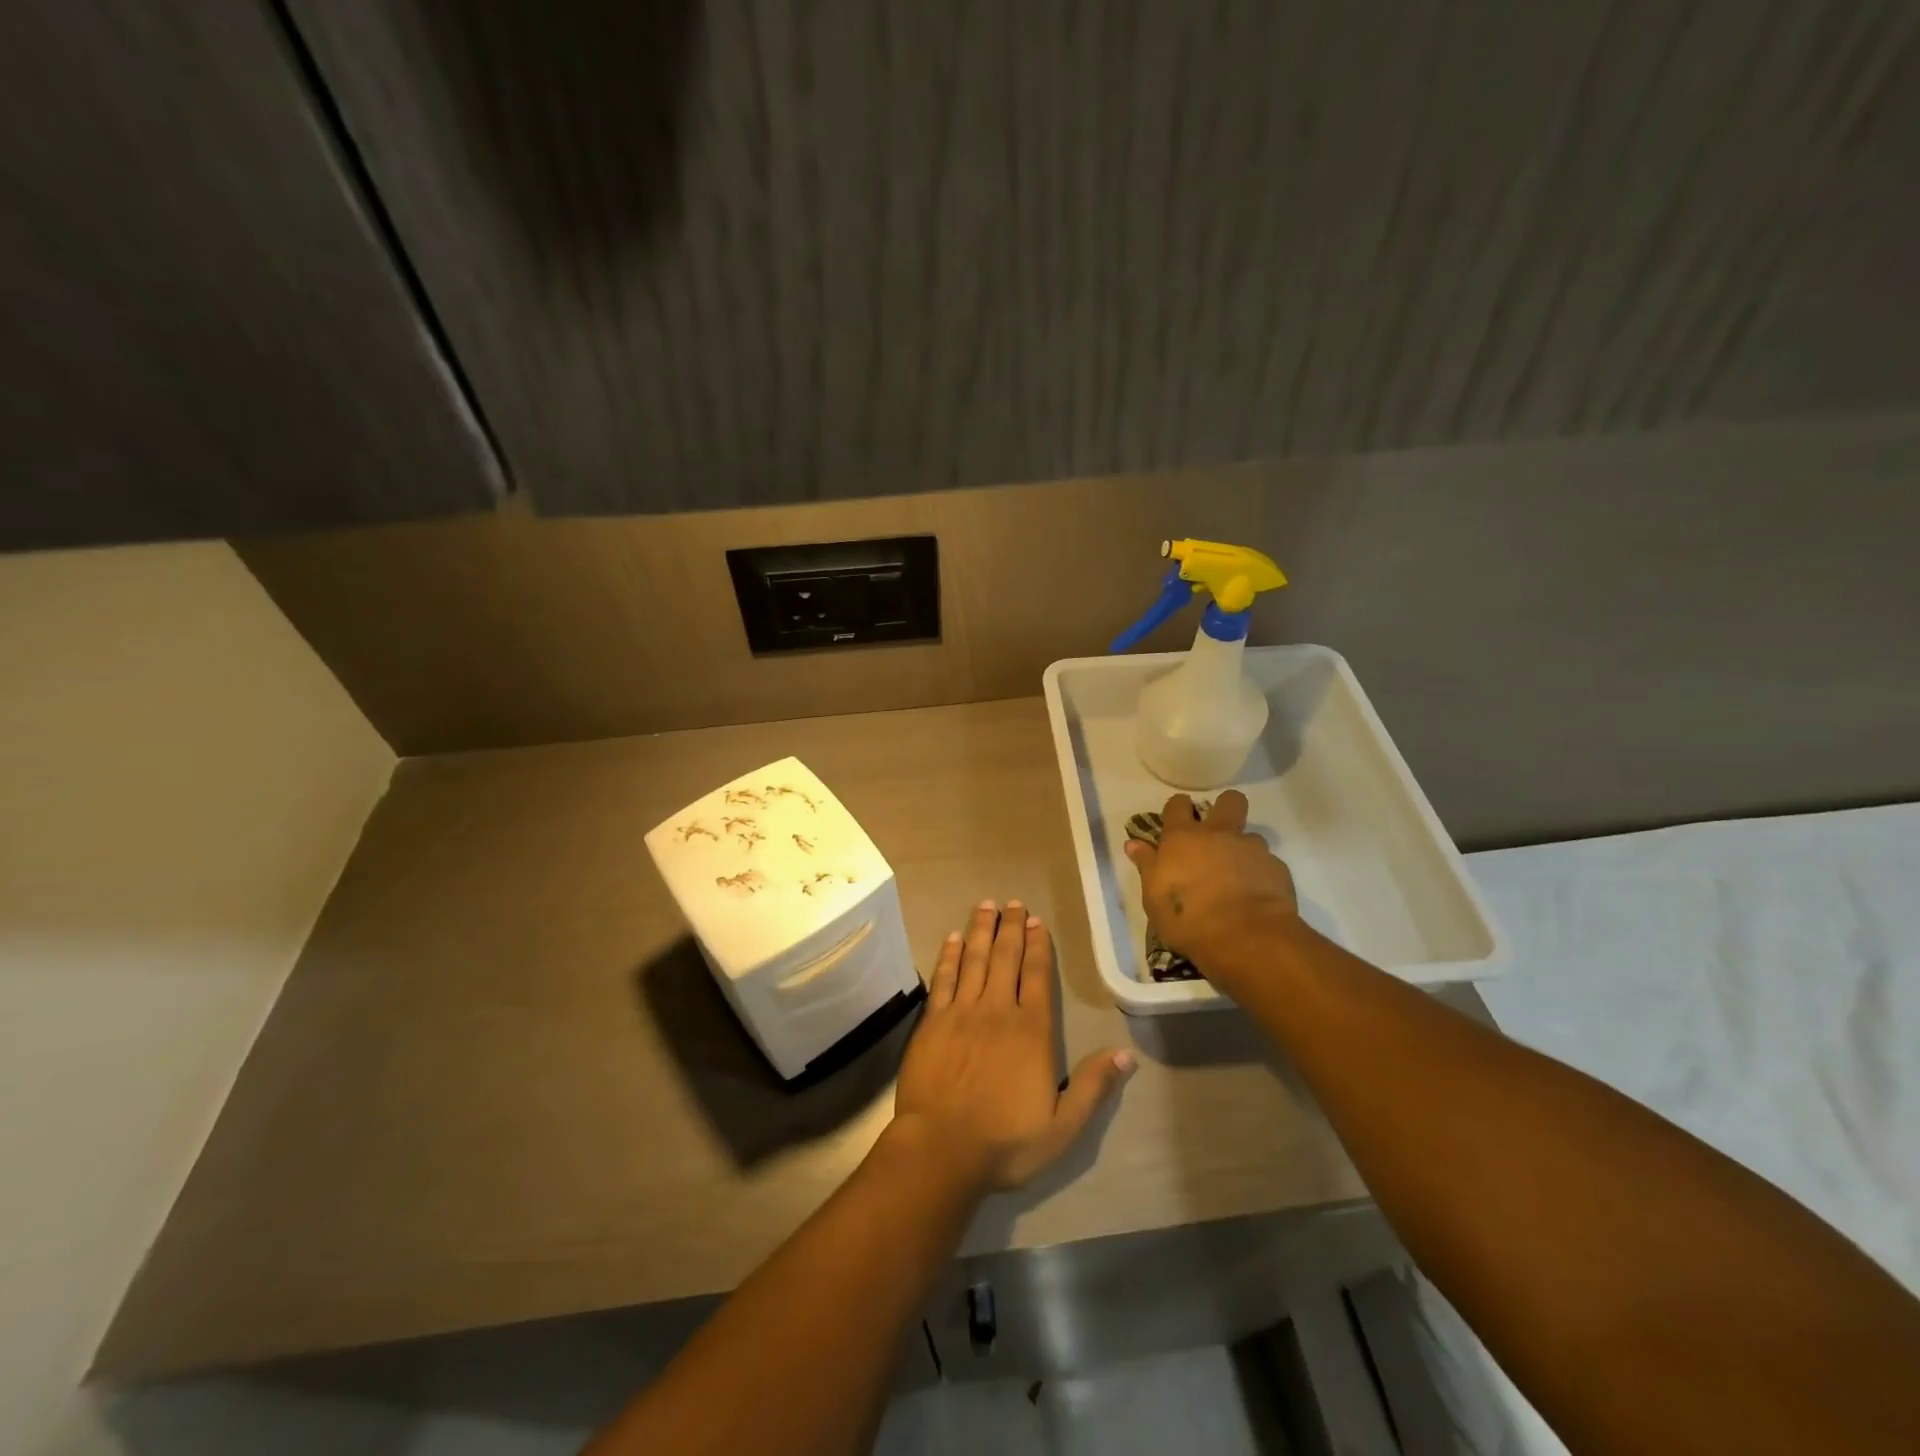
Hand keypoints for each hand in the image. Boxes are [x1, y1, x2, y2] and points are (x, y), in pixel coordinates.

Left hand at [893, 900, 1133, 1193]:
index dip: (1037, 945)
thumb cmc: (1005, 1141)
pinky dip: (948, 955)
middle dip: (1010, 928)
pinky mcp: (932, 1021)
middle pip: (1005, 958)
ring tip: (985, 906)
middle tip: (1012, 902)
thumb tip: (1127, 1055)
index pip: (1037, 976)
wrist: (941, 1149)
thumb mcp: (1062, 1127)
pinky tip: (952, 938)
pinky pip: (943, 978)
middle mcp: (997, 1010)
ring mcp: (961, 1012)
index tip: (1036, 920)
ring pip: (973, 959)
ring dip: (980, 930)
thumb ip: (1093, 1087)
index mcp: (1031, 1031)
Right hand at [1123, 791, 1298, 975]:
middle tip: (1217, 831)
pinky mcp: (1277, 868)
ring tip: (1237, 876)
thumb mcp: (1153, 897)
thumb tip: (1133, 843)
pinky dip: (1260, 875)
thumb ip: (1147, 865)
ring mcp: (1251, 849)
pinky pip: (1268, 864)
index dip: (1178, 808)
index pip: (1177, 805)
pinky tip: (1256, 896)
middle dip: (1224, 808)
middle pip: (1229, 801)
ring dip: (1243, 850)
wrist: (1244, 937)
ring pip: (1251, 836)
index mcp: (1183, 838)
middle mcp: (1219, 834)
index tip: (1177, 820)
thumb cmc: (1187, 917)